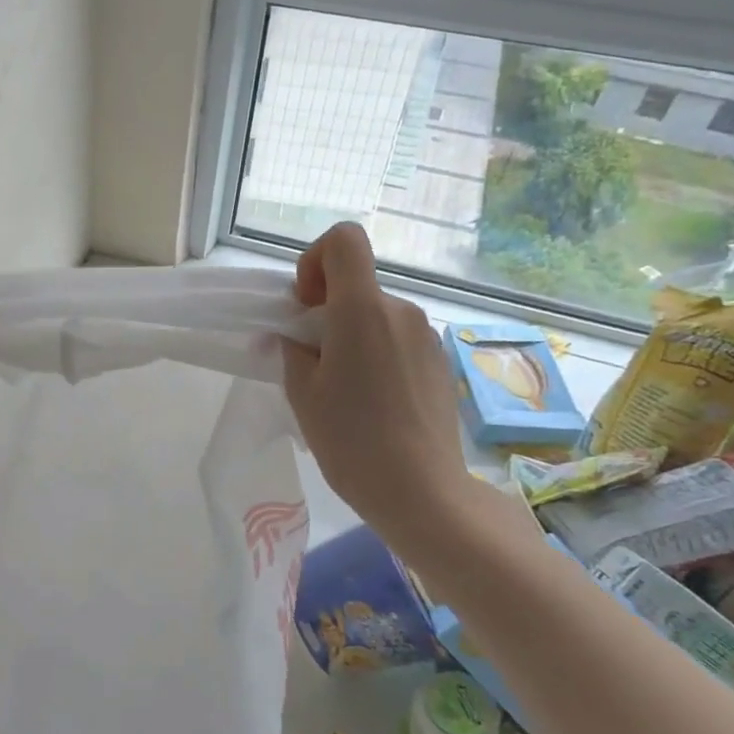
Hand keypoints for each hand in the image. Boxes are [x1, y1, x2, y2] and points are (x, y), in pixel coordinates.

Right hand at [280, 223, 474, 550]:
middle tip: (312, 362)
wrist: (422, 492)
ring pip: (377, 315)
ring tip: (343, 389)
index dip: (315, 259)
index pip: (344, 240)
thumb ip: (293, 351)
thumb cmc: (351, 440)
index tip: (305, 305)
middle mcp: (400, 311)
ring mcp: (426, 337)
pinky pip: (398, 340)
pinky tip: (373, 403)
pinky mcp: (440, 363)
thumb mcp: (303, 394)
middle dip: (327, 310)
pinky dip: (377, 355)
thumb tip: (294, 339)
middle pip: (357, 284)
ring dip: (352, 336)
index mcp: (362, 310)